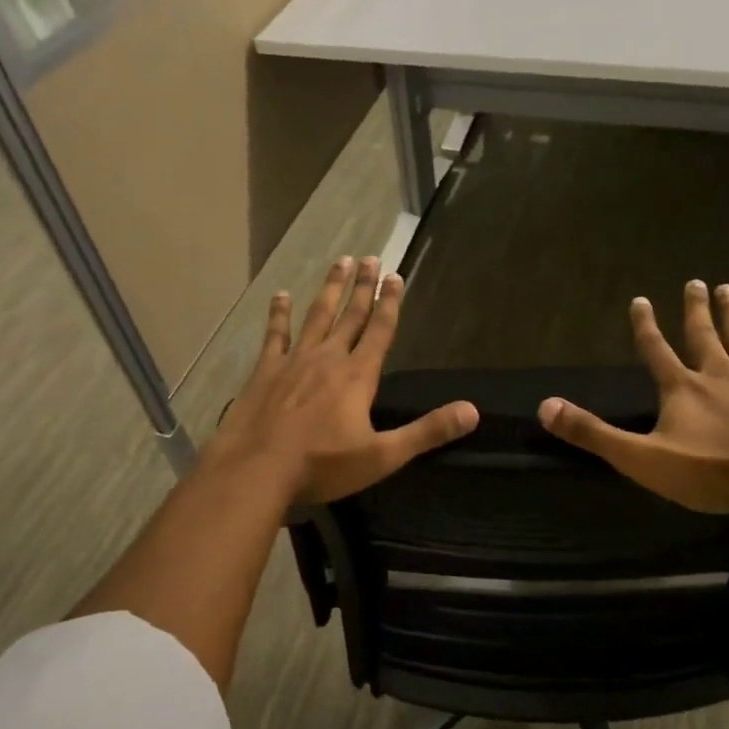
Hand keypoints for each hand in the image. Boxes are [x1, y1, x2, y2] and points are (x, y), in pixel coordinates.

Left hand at [209, 256, 478, 503]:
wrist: (256, 471)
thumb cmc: (322, 465)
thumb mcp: (383, 456)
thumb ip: (427, 431)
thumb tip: (472, 412)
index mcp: (357, 376)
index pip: (380, 330)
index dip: (390, 303)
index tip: (395, 275)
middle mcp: (328, 358)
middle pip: (350, 315)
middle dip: (363, 286)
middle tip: (370, 257)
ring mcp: (293, 361)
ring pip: (317, 316)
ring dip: (330, 289)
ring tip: (339, 262)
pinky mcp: (265, 371)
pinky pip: (275, 335)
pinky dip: (279, 314)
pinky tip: (281, 295)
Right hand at [538, 281, 728, 514]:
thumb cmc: (709, 472)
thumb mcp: (640, 458)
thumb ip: (593, 433)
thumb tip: (545, 407)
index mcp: (682, 387)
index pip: (655, 350)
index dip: (645, 326)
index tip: (640, 300)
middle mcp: (719, 373)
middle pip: (703, 334)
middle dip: (696, 309)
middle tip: (695, 282)